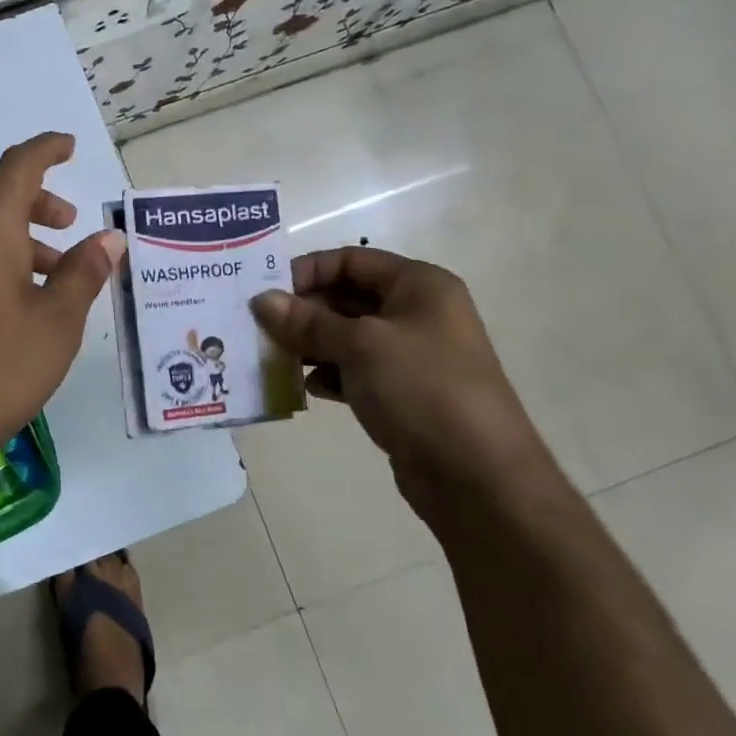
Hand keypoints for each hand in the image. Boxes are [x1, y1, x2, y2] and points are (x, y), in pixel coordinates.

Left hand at [0, 132, 122, 496]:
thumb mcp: (55, 325)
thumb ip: (83, 274)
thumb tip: (108, 238)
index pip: (18, 164)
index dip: (47, 150)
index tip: (68, 146)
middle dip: (36, 202)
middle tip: (68, 224)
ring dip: (14, 236)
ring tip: (48, 272)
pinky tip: (5, 301)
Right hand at [252, 247, 554, 514]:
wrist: (477, 475)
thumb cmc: (422, 389)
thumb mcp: (360, 346)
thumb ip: (307, 322)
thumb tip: (261, 300)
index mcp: (419, 286)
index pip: (351, 260)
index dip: (307, 270)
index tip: (266, 292)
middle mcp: (417, 313)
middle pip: (346, 297)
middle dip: (302, 311)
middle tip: (258, 327)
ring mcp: (411, 355)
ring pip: (347, 337)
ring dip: (309, 344)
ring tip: (272, 358)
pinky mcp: (402, 393)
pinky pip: (354, 371)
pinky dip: (328, 374)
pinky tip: (304, 387)